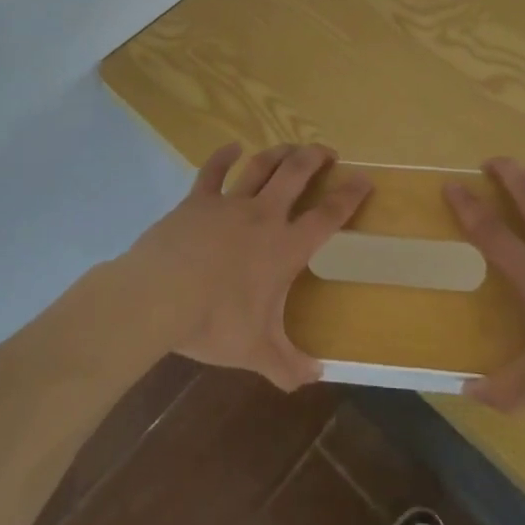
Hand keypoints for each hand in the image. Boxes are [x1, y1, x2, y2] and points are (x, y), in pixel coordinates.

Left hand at [125, 142, 371, 390]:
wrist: (160, 296)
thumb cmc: (214, 322)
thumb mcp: (256, 351)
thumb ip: (288, 366)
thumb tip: (316, 377)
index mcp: (284, 247)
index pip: (327, 216)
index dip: (349, 196)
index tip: (364, 179)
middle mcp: (263, 216)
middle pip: (296, 174)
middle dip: (315, 158)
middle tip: (327, 152)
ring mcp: (229, 203)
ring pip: (261, 166)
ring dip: (280, 152)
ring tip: (292, 147)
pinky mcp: (198, 200)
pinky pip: (213, 171)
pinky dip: (224, 155)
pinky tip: (232, 147)